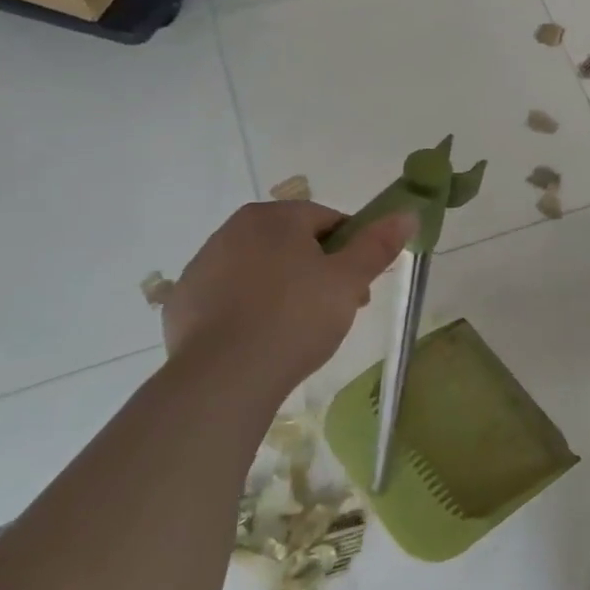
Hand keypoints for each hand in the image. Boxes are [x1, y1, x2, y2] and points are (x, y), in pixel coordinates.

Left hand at [160, 201, 413, 404]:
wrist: (224, 376)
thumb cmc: (296, 317)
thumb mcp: (349, 281)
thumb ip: (377, 245)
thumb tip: (406, 213)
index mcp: (275, 217)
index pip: (328, 221)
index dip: (352, 251)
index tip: (359, 286)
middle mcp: (233, 230)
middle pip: (292, 243)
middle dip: (319, 270)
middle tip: (336, 310)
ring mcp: (202, 265)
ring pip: (260, 269)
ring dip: (284, 288)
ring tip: (299, 330)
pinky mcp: (183, 301)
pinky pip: (229, 297)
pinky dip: (249, 309)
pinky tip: (261, 339)